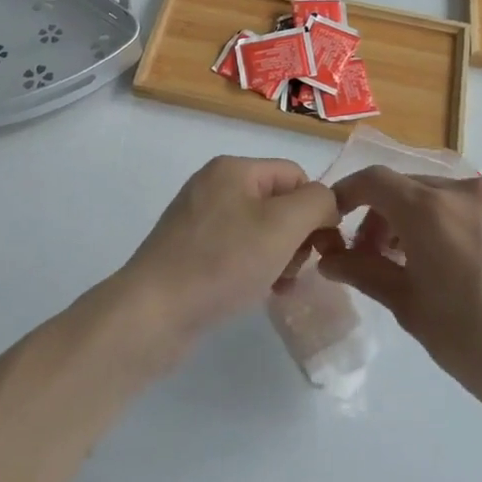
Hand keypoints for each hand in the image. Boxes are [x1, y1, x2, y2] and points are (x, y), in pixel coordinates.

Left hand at [119, 156, 340, 352]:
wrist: (154, 312)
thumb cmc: (222, 262)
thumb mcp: (282, 226)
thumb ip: (316, 203)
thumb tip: (326, 203)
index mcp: (233, 169)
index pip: (295, 175)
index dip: (315, 209)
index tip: (320, 248)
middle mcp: (213, 186)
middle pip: (278, 203)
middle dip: (296, 237)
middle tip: (292, 270)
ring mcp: (198, 219)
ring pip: (260, 231)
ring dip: (278, 257)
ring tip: (276, 286)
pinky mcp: (190, 251)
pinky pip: (237, 251)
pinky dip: (254, 269)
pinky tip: (258, 293)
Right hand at [316, 168, 481, 419]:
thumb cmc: (476, 345)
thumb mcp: (410, 309)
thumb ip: (364, 272)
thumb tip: (328, 258)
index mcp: (432, 211)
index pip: (374, 181)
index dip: (347, 194)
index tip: (337, 221)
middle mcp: (467, 190)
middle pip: (409, 187)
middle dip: (384, 214)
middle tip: (376, 256)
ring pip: (445, 195)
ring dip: (422, 218)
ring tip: (422, 262)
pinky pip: (480, 206)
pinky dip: (459, 222)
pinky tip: (466, 263)